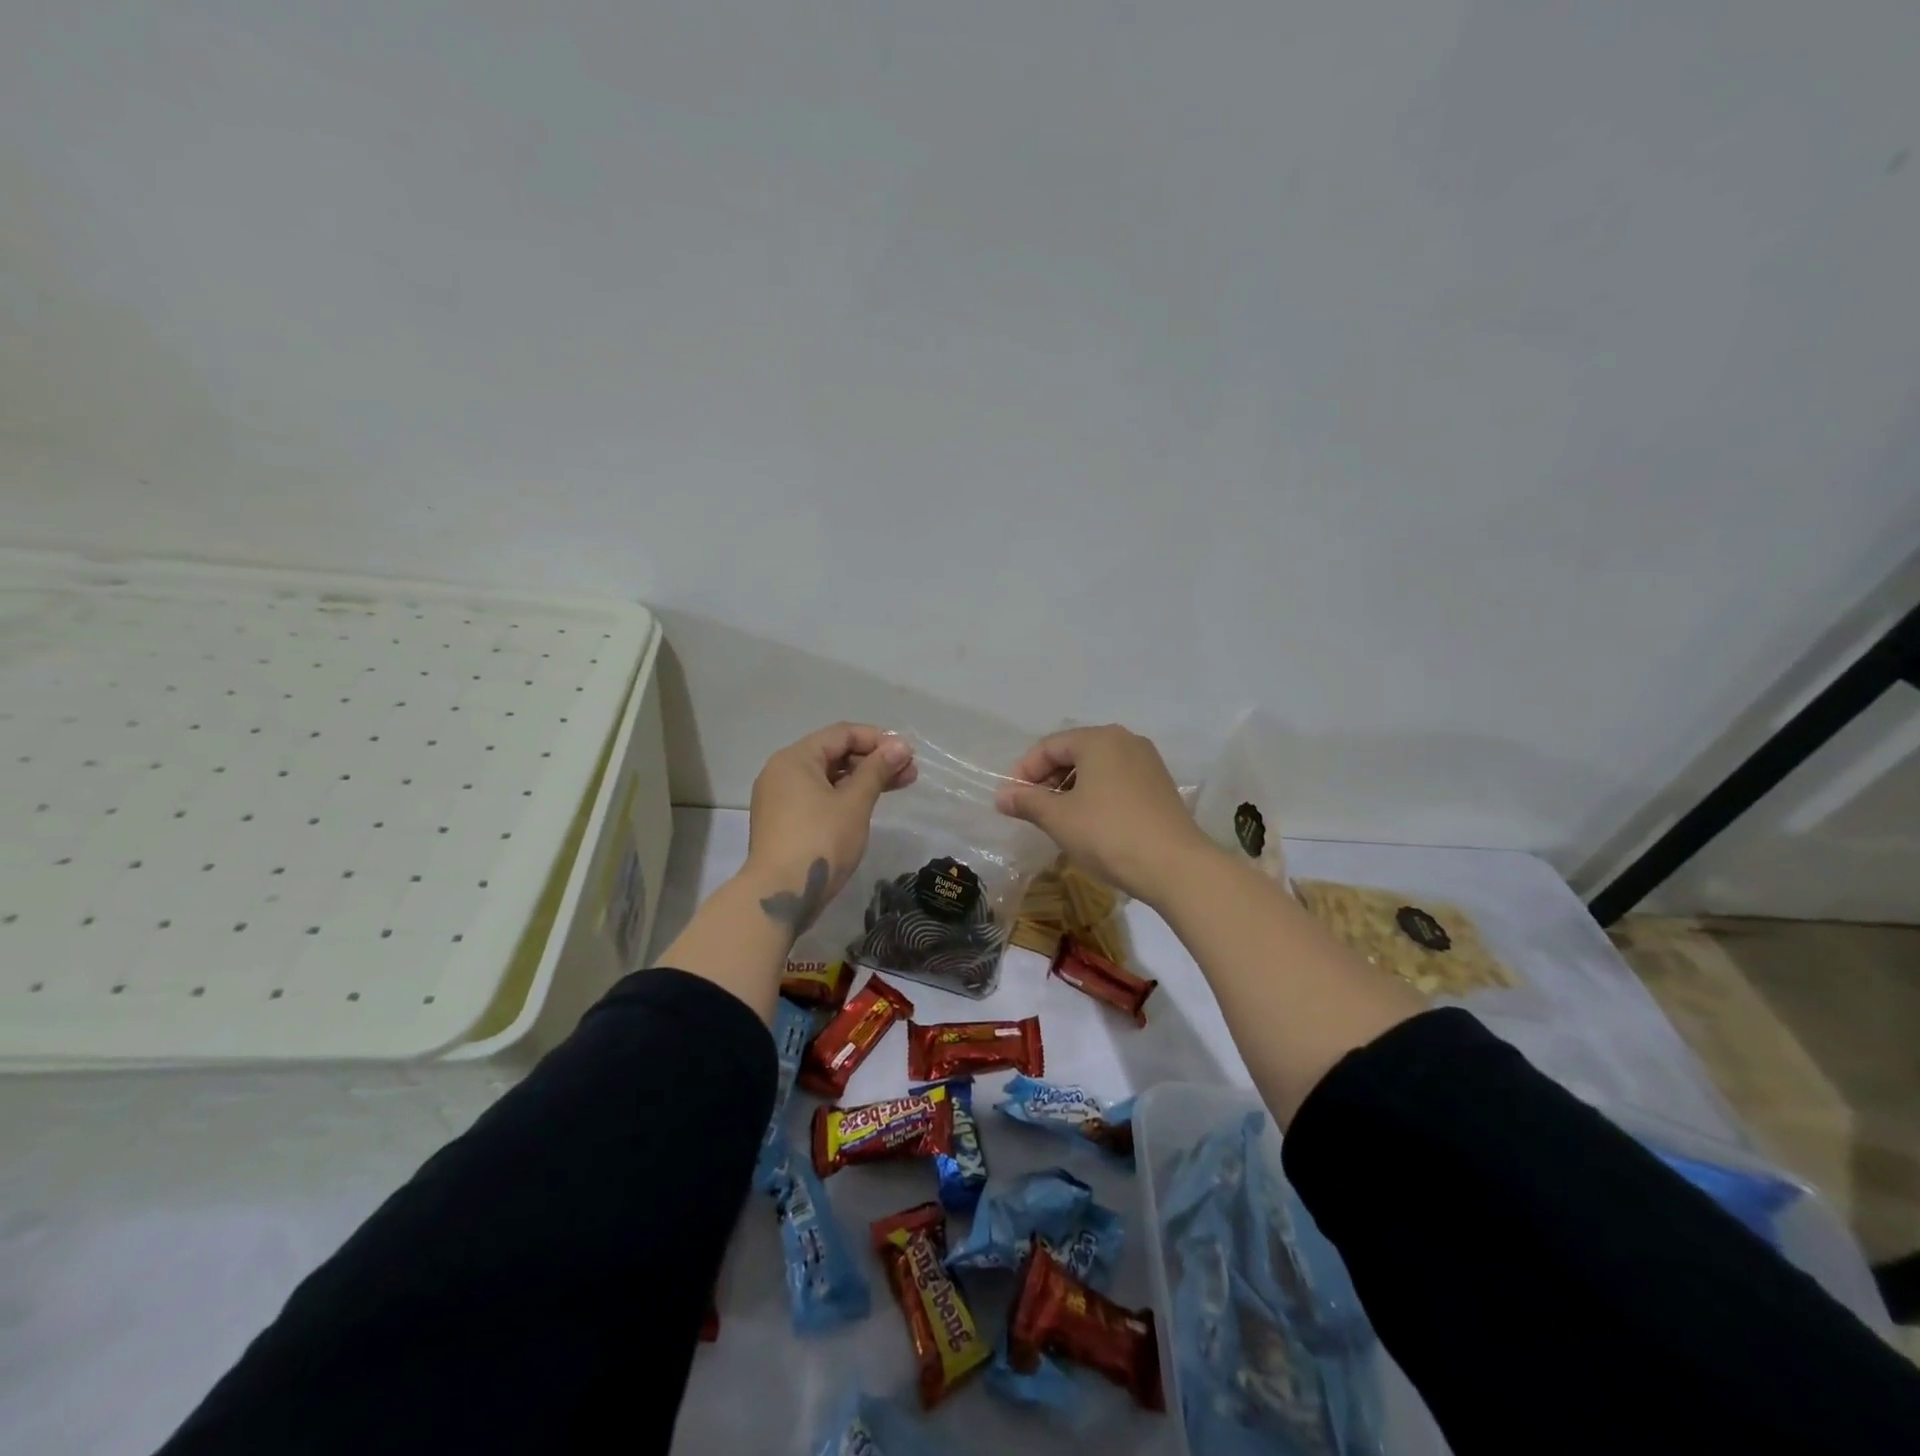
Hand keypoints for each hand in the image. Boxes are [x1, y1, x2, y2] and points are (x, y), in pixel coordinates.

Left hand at [744, 723, 916, 935]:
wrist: (780, 895)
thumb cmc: (820, 841)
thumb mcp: (855, 803)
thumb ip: (877, 770)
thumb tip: (900, 746)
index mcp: (795, 758)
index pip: (842, 734)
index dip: (878, 739)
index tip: (907, 754)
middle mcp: (782, 772)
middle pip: (834, 754)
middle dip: (873, 761)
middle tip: (909, 773)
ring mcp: (780, 799)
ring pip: (828, 778)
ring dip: (863, 780)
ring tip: (898, 787)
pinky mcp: (783, 823)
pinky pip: (818, 798)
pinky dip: (844, 797)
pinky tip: (868, 805)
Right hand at [995, 724, 1217, 905]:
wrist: (1175, 866)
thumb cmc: (1108, 834)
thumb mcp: (1059, 819)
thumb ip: (1027, 802)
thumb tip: (1002, 797)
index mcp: (1099, 739)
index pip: (1049, 746)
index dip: (1024, 771)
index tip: (1010, 800)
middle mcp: (1125, 740)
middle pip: (1074, 752)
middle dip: (1047, 779)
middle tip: (1031, 808)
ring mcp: (1147, 762)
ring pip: (1096, 766)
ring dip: (1070, 787)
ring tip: (1056, 817)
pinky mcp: (1159, 785)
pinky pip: (1116, 779)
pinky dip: (1095, 793)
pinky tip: (1087, 821)